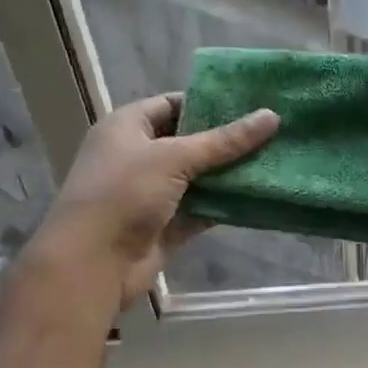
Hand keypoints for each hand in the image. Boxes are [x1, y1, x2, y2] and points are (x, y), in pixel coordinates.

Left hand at [33, 92, 278, 300]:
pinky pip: (202, 208)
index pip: (173, 104)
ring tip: (275, 158)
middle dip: (228, 139)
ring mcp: (152, 193)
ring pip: (199, 177)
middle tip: (272, 131)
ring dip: (231, 172)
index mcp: (128, 127)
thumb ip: (226, 140)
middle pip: (190, 141)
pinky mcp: (166, 225)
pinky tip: (260, 195)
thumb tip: (272, 116)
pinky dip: (226, 204)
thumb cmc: (124, 193)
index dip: (209, 103)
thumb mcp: (175, 157)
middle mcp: (138, 156)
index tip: (251, 103)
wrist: (92, 264)